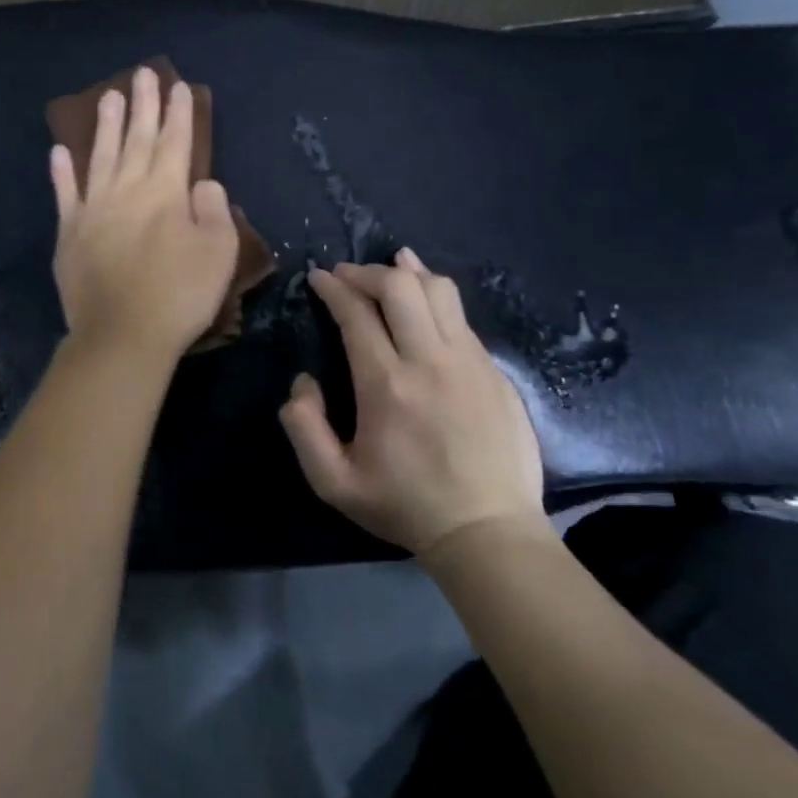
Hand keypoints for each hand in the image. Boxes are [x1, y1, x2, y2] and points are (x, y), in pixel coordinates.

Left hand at [50, 67, 239, 361]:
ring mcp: (93, 209)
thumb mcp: (218, 253)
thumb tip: (202, 183)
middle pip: (137, 139)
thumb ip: (214, 210)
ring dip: (105, 125)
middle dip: (142, 105)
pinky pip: (64, 194)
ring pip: (100, 156)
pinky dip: (61, 172)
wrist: (122, 335)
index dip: (178, 113)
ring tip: (108, 96)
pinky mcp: (69, 233)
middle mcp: (127, 190)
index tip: (178, 86)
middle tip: (142, 73)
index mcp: (166, 193)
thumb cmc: (179, 296)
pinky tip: (59, 152)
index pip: (175, 142)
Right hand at [279, 249, 545, 559]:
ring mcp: (469, 362)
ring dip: (407, 273)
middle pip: (399, 287)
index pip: (356, 313)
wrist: (487, 531)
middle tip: (346, 276)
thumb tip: (304, 381)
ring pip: (439, 291)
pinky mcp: (494, 371)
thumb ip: (303, 427)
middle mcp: (429, 360)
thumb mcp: (333, 482)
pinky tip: (425, 299)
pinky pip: (461, 317)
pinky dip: (436, 296)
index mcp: (386, 384)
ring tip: (390, 266)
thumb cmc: (404, 505)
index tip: (318, 277)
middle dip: (366, 271)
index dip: (333, 288)